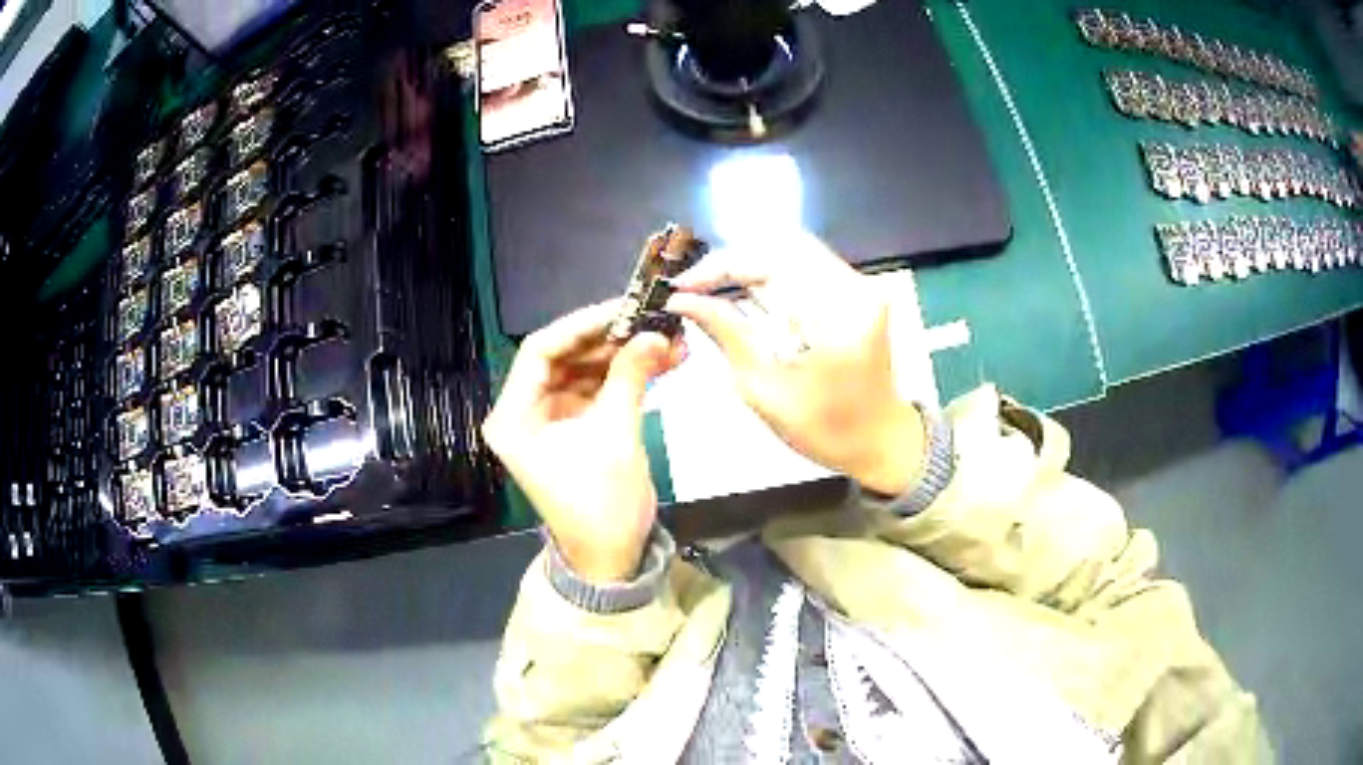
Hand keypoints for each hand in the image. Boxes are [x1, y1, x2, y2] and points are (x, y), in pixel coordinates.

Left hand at [482, 302, 683, 582]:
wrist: (613, 557)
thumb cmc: (601, 505)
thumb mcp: (615, 436)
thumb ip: (630, 377)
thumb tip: (656, 332)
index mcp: (514, 416)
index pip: (539, 351)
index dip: (581, 326)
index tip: (623, 309)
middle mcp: (525, 411)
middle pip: (564, 357)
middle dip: (610, 340)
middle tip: (652, 321)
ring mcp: (551, 417)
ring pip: (585, 370)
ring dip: (624, 355)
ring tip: (668, 339)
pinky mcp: (576, 425)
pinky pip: (599, 389)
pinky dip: (627, 375)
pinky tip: (663, 361)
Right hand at [666, 233, 923, 495]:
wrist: (881, 439)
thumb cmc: (824, 429)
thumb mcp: (765, 389)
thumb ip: (727, 333)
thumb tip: (683, 300)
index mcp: (835, 318)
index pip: (769, 264)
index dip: (719, 267)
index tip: (681, 285)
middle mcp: (854, 288)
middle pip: (781, 245)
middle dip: (732, 261)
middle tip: (695, 287)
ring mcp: (860, 284)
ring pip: (792, 249)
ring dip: (750, 265)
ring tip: (713, 290)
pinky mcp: (858, 289)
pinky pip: (806, 264)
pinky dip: (771, 274)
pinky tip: (747, 295)